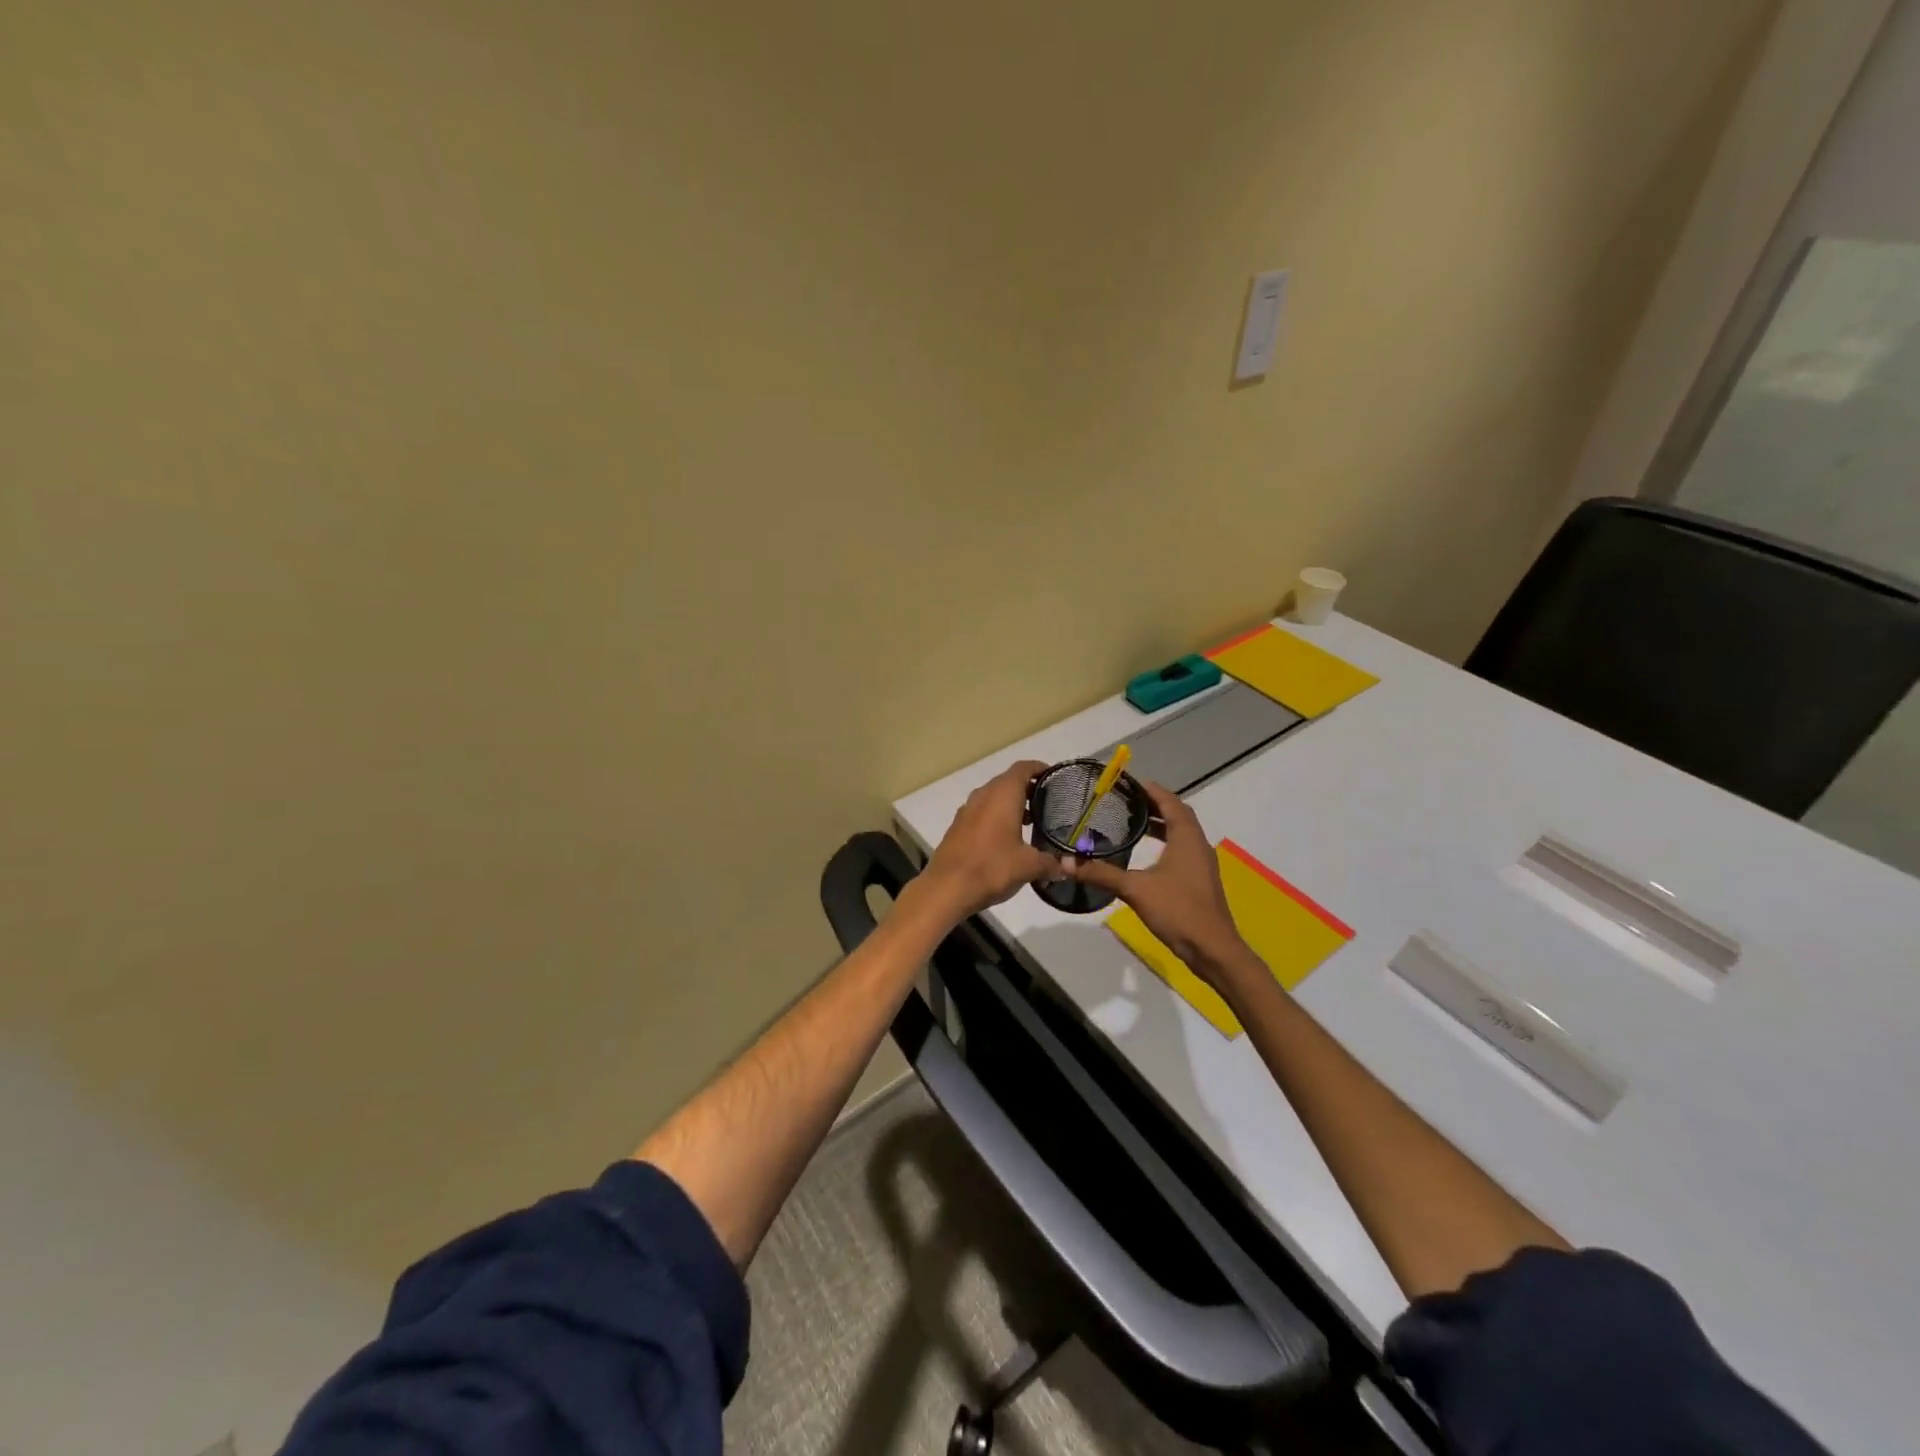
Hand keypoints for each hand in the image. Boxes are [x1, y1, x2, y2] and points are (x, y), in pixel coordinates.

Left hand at [916, 760, 1060, 920]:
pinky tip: (1006, 838)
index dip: (1039, 768)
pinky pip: (981, 812)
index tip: (1054, 777)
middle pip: (1007, 781)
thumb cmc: (992, 867)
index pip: (1023, 768)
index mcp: (1003, 795)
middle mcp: (983, 795)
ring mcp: (967, 810)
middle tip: (1047, 802)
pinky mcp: (957, 827)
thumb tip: (1067, 867)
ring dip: (1010, 803)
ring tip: (1030, 821)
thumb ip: (1051, 862)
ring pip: (993, 797)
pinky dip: (996, 816)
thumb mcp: (1029, 866)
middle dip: (1027, 788)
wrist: (947, 888)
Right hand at [1065, 781, 1246, 977]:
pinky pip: (1181, 850)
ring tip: (1132, 822)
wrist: (1213, 950)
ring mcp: (1201, 864)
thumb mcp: (1135, 889)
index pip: (1170, 803)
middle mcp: (1197, 845)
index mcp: (1187, 838)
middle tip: (1126, 800)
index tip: (1129, 782)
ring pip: (1181, 834)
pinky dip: (1164, 842)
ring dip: (1160, 824)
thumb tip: (1065, 863)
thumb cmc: (1178, 911)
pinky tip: (1146, 854)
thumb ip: (1102, 874)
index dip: (1152, 790)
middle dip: (1154, 805)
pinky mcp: (1199, 881)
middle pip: (1178, 815)